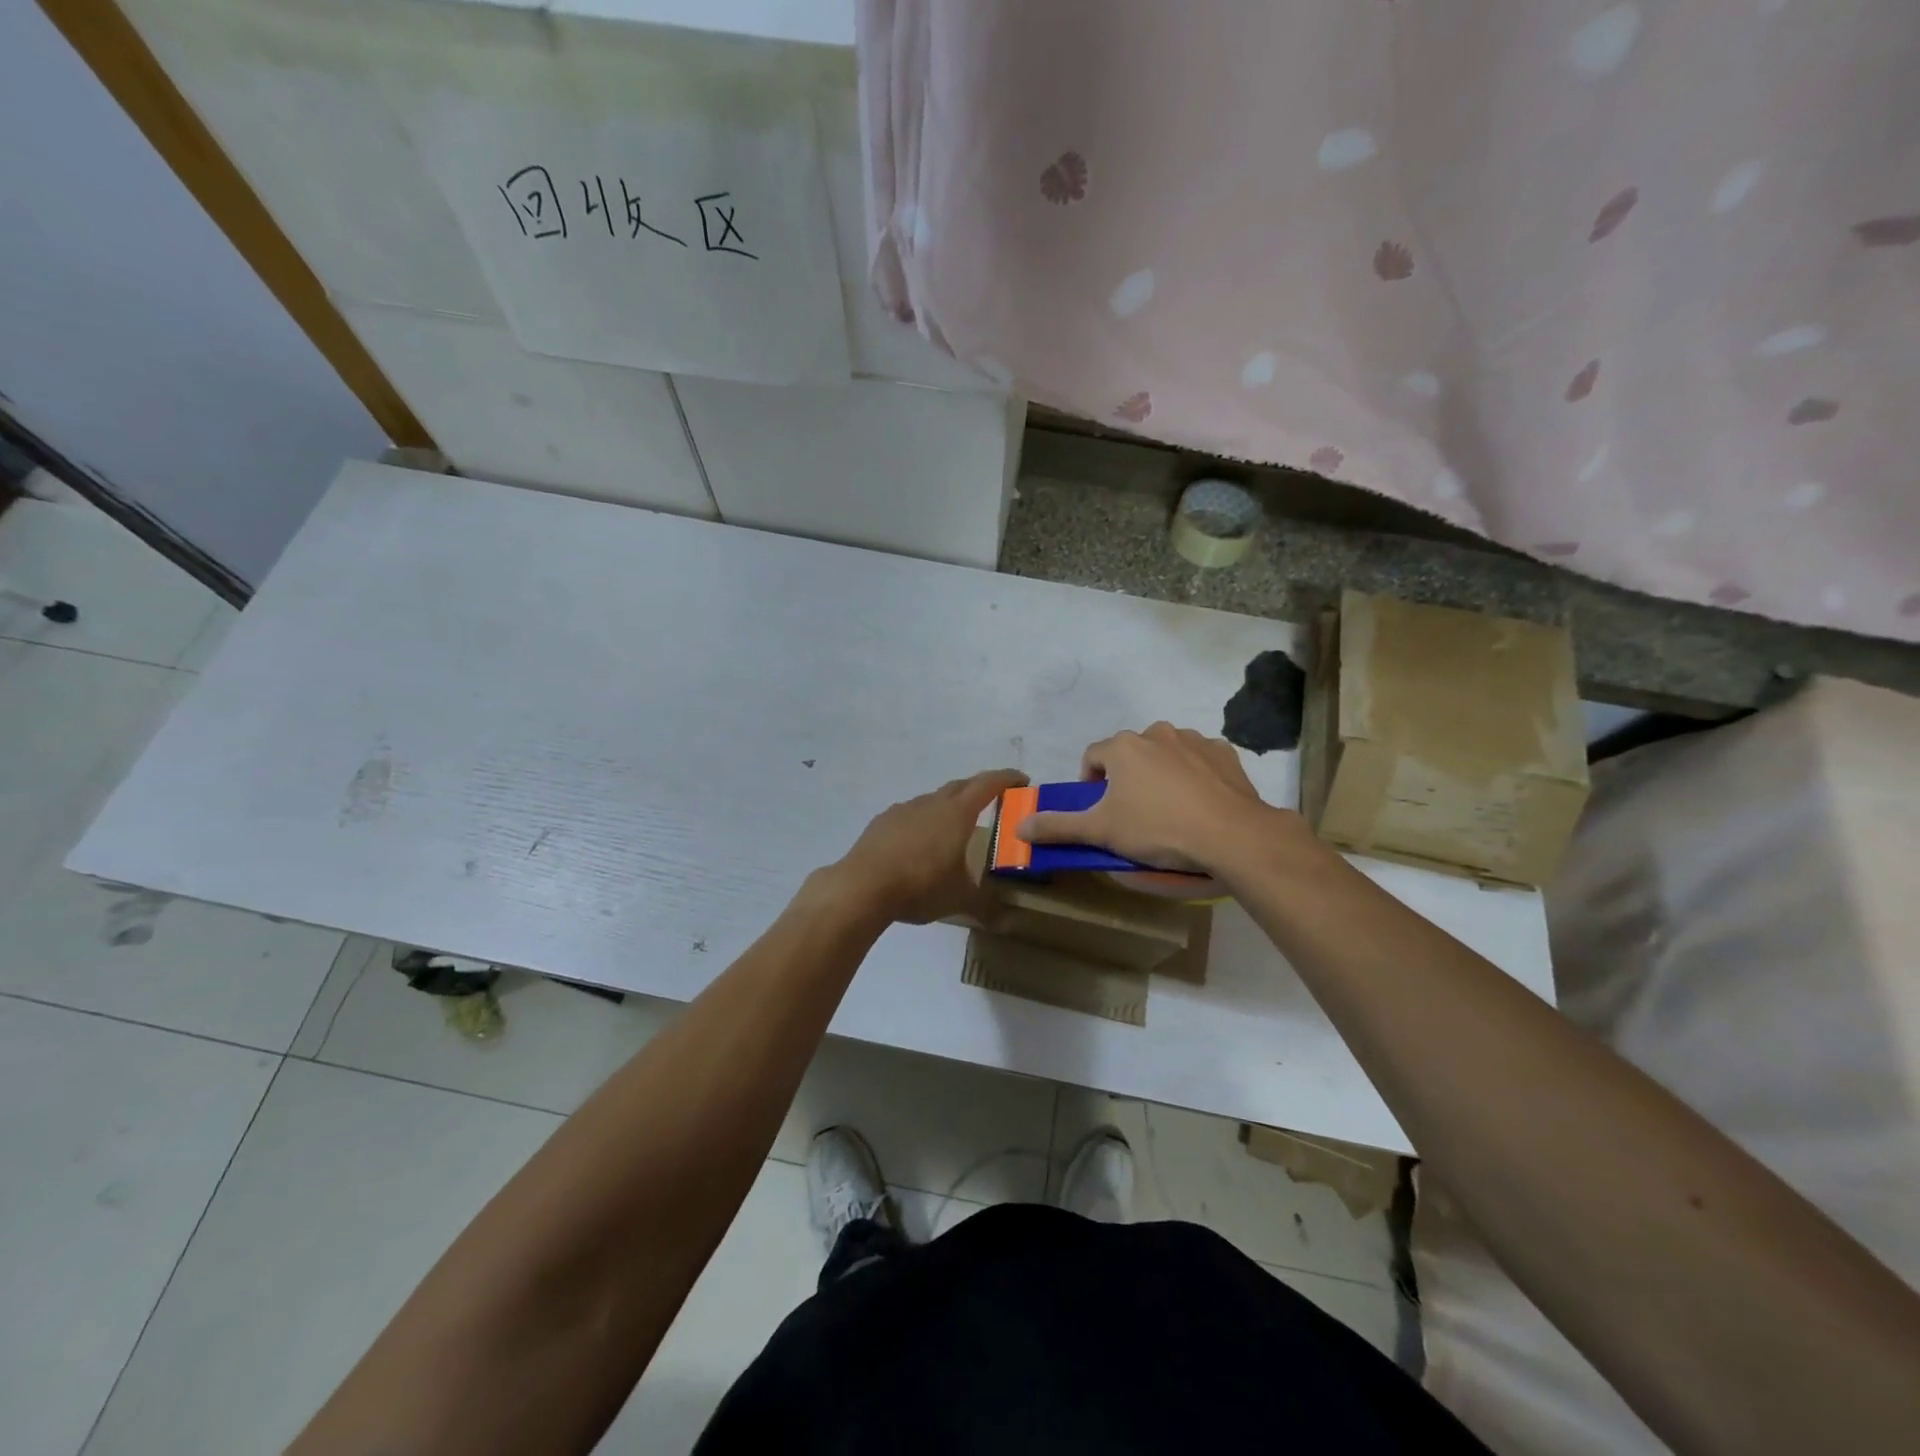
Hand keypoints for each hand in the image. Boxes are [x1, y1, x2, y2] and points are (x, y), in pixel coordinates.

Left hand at [819, 769, 1026, 924]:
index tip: (1022, 780)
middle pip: (961, 786)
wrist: (862, 886)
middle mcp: (932, 803)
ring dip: (948, 806)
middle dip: (980, 789)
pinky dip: (922, 821)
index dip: (1007, 778)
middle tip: (994, 801)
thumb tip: (1009, 923)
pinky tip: (919, 844)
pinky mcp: (882, 821)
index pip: (988, 784)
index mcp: (957, 813)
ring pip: (933, 800)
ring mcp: (904, 809)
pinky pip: (910, 814)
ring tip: (954, 829)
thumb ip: (986, 907)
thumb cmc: (921, 885)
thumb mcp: (959, 899)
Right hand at [1017, 722, 1275, 874]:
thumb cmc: (1157, 829)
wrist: (1230, 834)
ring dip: (1160, 774)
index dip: (1090, 783)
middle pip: (1129, 754)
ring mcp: (1194, 739)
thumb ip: (1058, 826)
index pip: (1092, 757)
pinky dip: (1195, 776)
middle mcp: (1156, 733)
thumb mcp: (1101, 831)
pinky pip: (1200, 760)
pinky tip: (1200, 803)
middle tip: (1134, 813)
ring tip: (1169, 810)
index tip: (1099, 811)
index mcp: (1122, 747)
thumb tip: (1019, 826)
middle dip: (1127, 778)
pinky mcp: (1224, 752)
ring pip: (1165, 754)